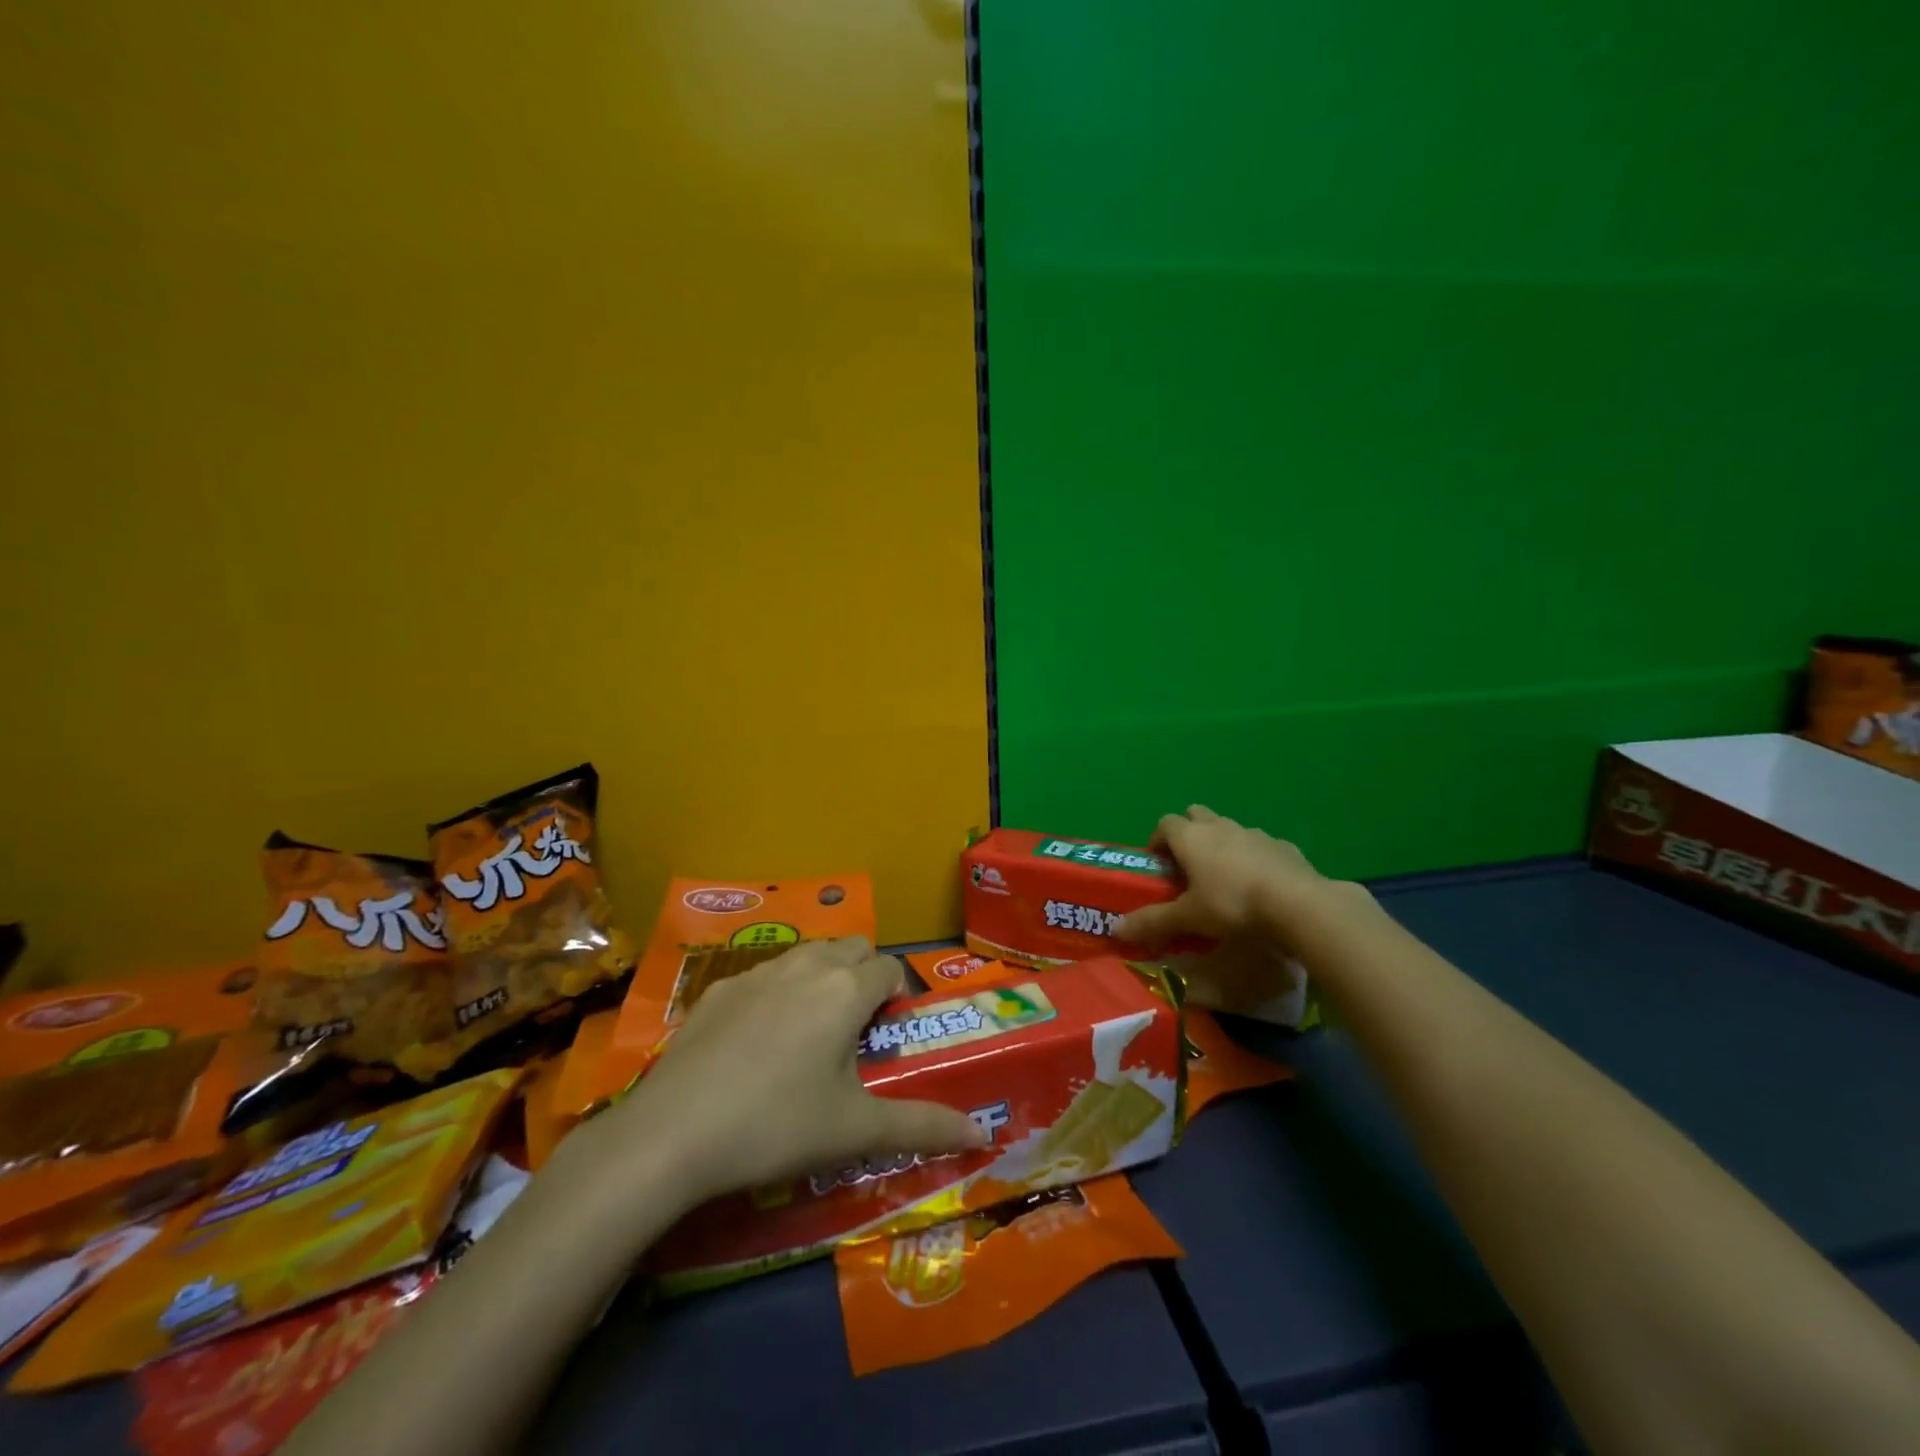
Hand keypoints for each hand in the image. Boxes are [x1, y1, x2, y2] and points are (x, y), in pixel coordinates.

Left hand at [593, 938, 987, 1207]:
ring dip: (822, 978)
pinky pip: (765, 975)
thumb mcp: (855, 1131)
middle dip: (864, 975)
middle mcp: (806, 966)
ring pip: (808, 955)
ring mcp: (758, 972)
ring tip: (811, 1032)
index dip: (899, 995)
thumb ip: (924, 1127)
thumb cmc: (777, 1126)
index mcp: (845, 990)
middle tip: (856, 1029)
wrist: (672, 1134)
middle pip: (852, 947)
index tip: (890, 1035)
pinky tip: (757, 1043)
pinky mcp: (719, 989)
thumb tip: (982, 1134)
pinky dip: (777, 992)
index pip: (890, 968)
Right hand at [1117, 807, 1362, 1022]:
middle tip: (1188, 865)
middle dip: (1188, 833)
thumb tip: (1115, 930)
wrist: (1298, 904)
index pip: (1164, 823)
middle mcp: (1219, 826)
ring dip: (1221, 844)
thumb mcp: (1188, 918)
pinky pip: (1260, 845)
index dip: (1158, 840)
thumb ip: (1152, 922)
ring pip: (1228, 829)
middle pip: (1195, 815)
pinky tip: (1260, 884)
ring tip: (1224, 878)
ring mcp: (1254, 833)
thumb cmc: (1231, 905)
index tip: (1158, 864)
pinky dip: (1254, 857)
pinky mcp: (1283, 846)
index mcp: (1190, 837)